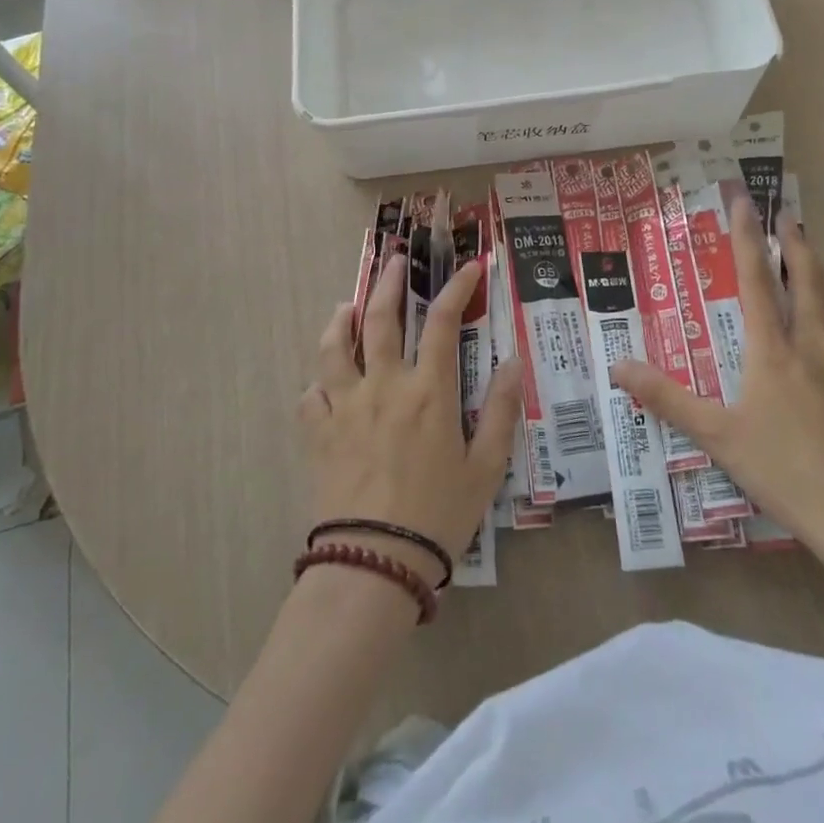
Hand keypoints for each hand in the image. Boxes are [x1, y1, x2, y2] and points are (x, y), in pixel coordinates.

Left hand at [299, 248, 522, 581]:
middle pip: (380, 318)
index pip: (442, 321)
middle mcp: (384, 385)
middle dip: (388, 282)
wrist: (375, 562)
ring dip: (340, 319)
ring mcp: (344, 406)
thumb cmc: (439, 515)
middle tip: (393, 260)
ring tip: (345, 305)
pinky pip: (310, 394)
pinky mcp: (318, 432)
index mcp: (429, 390)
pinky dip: (318, 380)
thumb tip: (513, 362)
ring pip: (334, 346)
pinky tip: (323, 381)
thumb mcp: (486, 467)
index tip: (469, 267)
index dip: (457, 287)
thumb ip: (502, 411)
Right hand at [610, 199, 823, 552]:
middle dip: (796, 246)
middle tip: (789, 219)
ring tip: (816, 260)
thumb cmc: (780, 468)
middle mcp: (811, 347)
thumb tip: (618, 367)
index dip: (747, 238)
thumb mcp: (713, 434)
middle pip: (807, 282)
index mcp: (771, 351)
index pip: (755, 280)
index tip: (743, 202)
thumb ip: (666, 398)